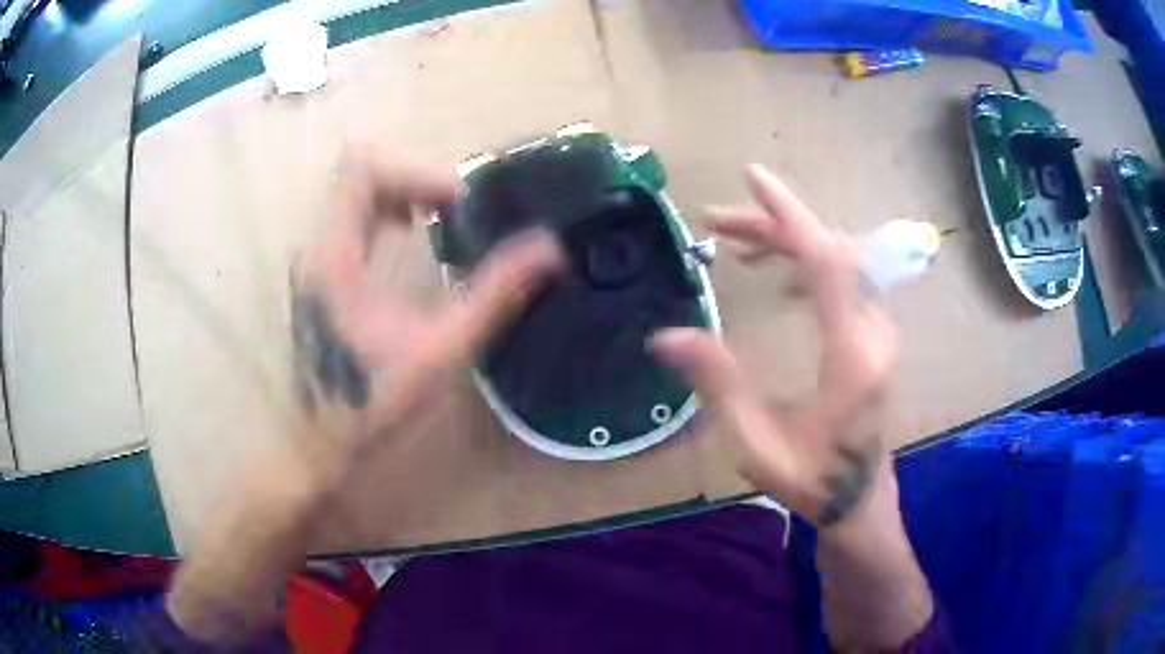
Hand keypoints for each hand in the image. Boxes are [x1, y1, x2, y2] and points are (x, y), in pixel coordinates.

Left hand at [290, 151, 564, 479]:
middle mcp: (319, 246)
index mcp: (337, 256)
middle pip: (360, 175)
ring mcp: (316, 258)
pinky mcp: (320, 272)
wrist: (320, 439)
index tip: (458, 202)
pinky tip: (414, 241)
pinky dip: (388, 214)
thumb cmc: (374, 400)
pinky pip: (352, 218)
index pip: (361, 170)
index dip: (415, 171)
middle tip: (460, 210)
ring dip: (403, 194)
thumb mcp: (442, 349)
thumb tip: (549, 250)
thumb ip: (495, 294)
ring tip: (445, 220)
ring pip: (355, 194)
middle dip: (415, 180)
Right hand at [652, 165, 895, 526]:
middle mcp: (872, 331)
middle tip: (716, 223)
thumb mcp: (756, 444)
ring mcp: (876, 332)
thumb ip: (718, 386)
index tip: (753, 179)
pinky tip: (776, 277)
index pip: (826, 261)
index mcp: (850, 353)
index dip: (789, 215)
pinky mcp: (872, 336)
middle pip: (828, 251)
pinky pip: (841, 280)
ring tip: (735, 246)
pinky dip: (804, 264)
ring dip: (786, 243)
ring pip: (835, 261)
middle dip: (772, 227)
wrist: (858, 499)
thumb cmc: (811, 479)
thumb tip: (666, 337)